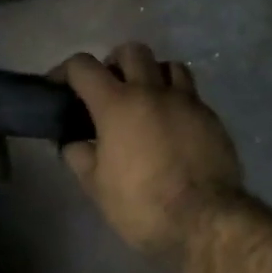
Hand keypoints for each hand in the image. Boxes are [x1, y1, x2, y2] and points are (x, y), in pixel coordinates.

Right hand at [53, 43, 244, 264]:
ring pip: (169, 65)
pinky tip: (173, 127)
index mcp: (117, 104)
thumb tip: (74, 142)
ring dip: (152, 75)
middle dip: (115, 63)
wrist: (205, 221)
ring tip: (146, 100)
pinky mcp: (212, 118)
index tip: (59, 86)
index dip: (65, 71)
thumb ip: (80, 156)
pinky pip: (191, 95)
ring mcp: (187, 101)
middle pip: (132, 51)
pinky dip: (177, 101)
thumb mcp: (96, 186)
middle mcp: (152, 91)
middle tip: (109, 89)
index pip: (83, 67)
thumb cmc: (141, 204)